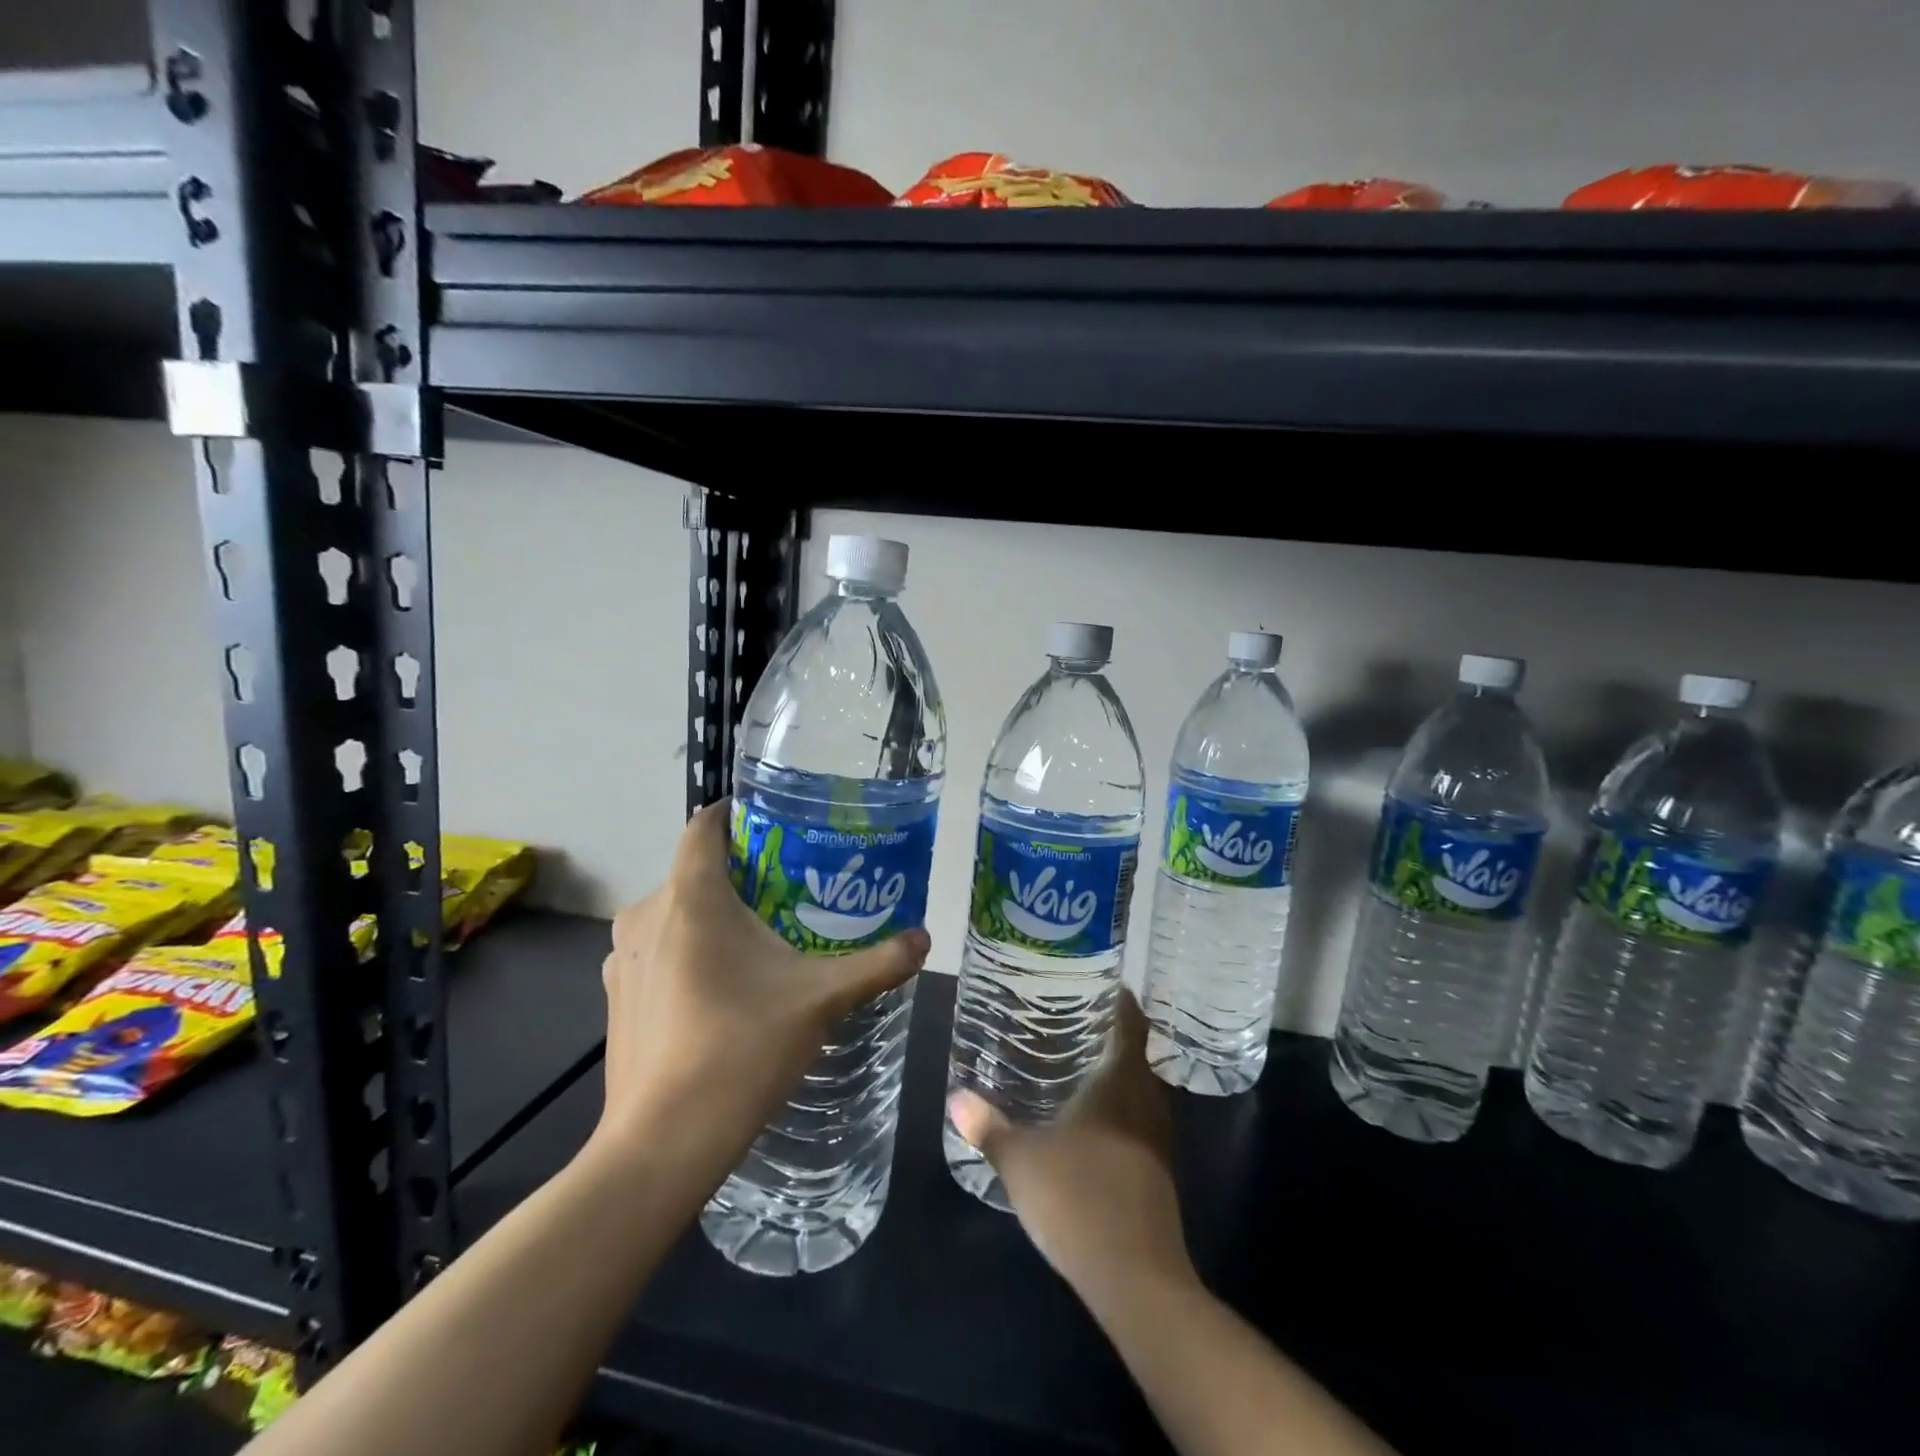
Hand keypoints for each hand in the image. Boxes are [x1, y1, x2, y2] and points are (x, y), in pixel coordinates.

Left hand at [592, 801, 929, 1196]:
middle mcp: (647, 914)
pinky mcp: (616, 994)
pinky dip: (688, 950)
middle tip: (792, 888)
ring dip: (713, 915)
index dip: (738, 813)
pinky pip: (659, 949)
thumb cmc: (743, 1049)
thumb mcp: (821, 999)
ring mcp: (624, 956)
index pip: (705, 825)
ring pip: (676, 911)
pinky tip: (722, 987)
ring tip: (763, 938)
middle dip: (741, 872)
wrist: (663, 1143)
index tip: (778, 823)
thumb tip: (924, 939)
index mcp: (692, 897)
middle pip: (696, 870)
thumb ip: (877, 963)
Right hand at [948, 991, 1191, 1303]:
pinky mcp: (1158, 1170)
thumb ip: (988, 1126)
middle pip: (1137, 1053)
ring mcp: (1158, 1138)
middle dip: (1110, 1034)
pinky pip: (1139, 1119)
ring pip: (1140, 1088)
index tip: (1099, 984)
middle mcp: (1147, 1101)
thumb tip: (956, 1097)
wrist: (1137, 1280)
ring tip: (1076, 1063)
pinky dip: (1119, 1107)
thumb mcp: (1021, 1161)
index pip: (1132, 1023)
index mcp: (1122, 1082)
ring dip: (1116, 1073)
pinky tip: (1088, 1120)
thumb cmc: (1079, 1200)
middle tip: (1073, 1020)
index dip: (1121, 1000)